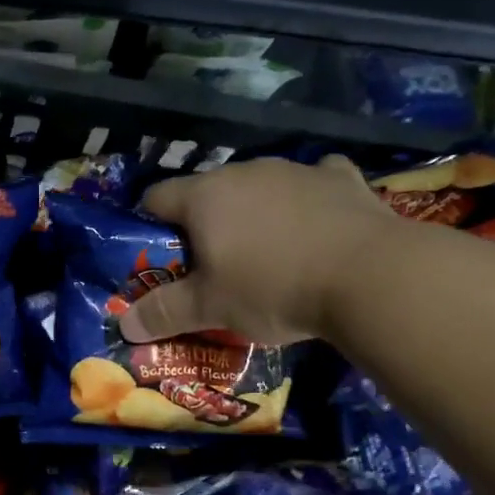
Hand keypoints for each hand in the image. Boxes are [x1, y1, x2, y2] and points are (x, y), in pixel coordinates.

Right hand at [118, 157, 399, 345]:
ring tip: (269, 252)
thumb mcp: (212, 308)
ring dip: (255, 211)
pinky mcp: (340, 177)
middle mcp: (244, 171)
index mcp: (204, 196)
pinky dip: (307, 201)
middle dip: (205, 222)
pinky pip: (312, 182)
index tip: (161, 257)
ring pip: (259, 186)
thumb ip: (164, 313)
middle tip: (214, 264)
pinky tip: (317, 226)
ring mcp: (294, 170)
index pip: (156, 198)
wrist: (370, 276)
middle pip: (208, 192)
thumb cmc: (274, 288)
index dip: (150, 225)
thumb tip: (124, 324)